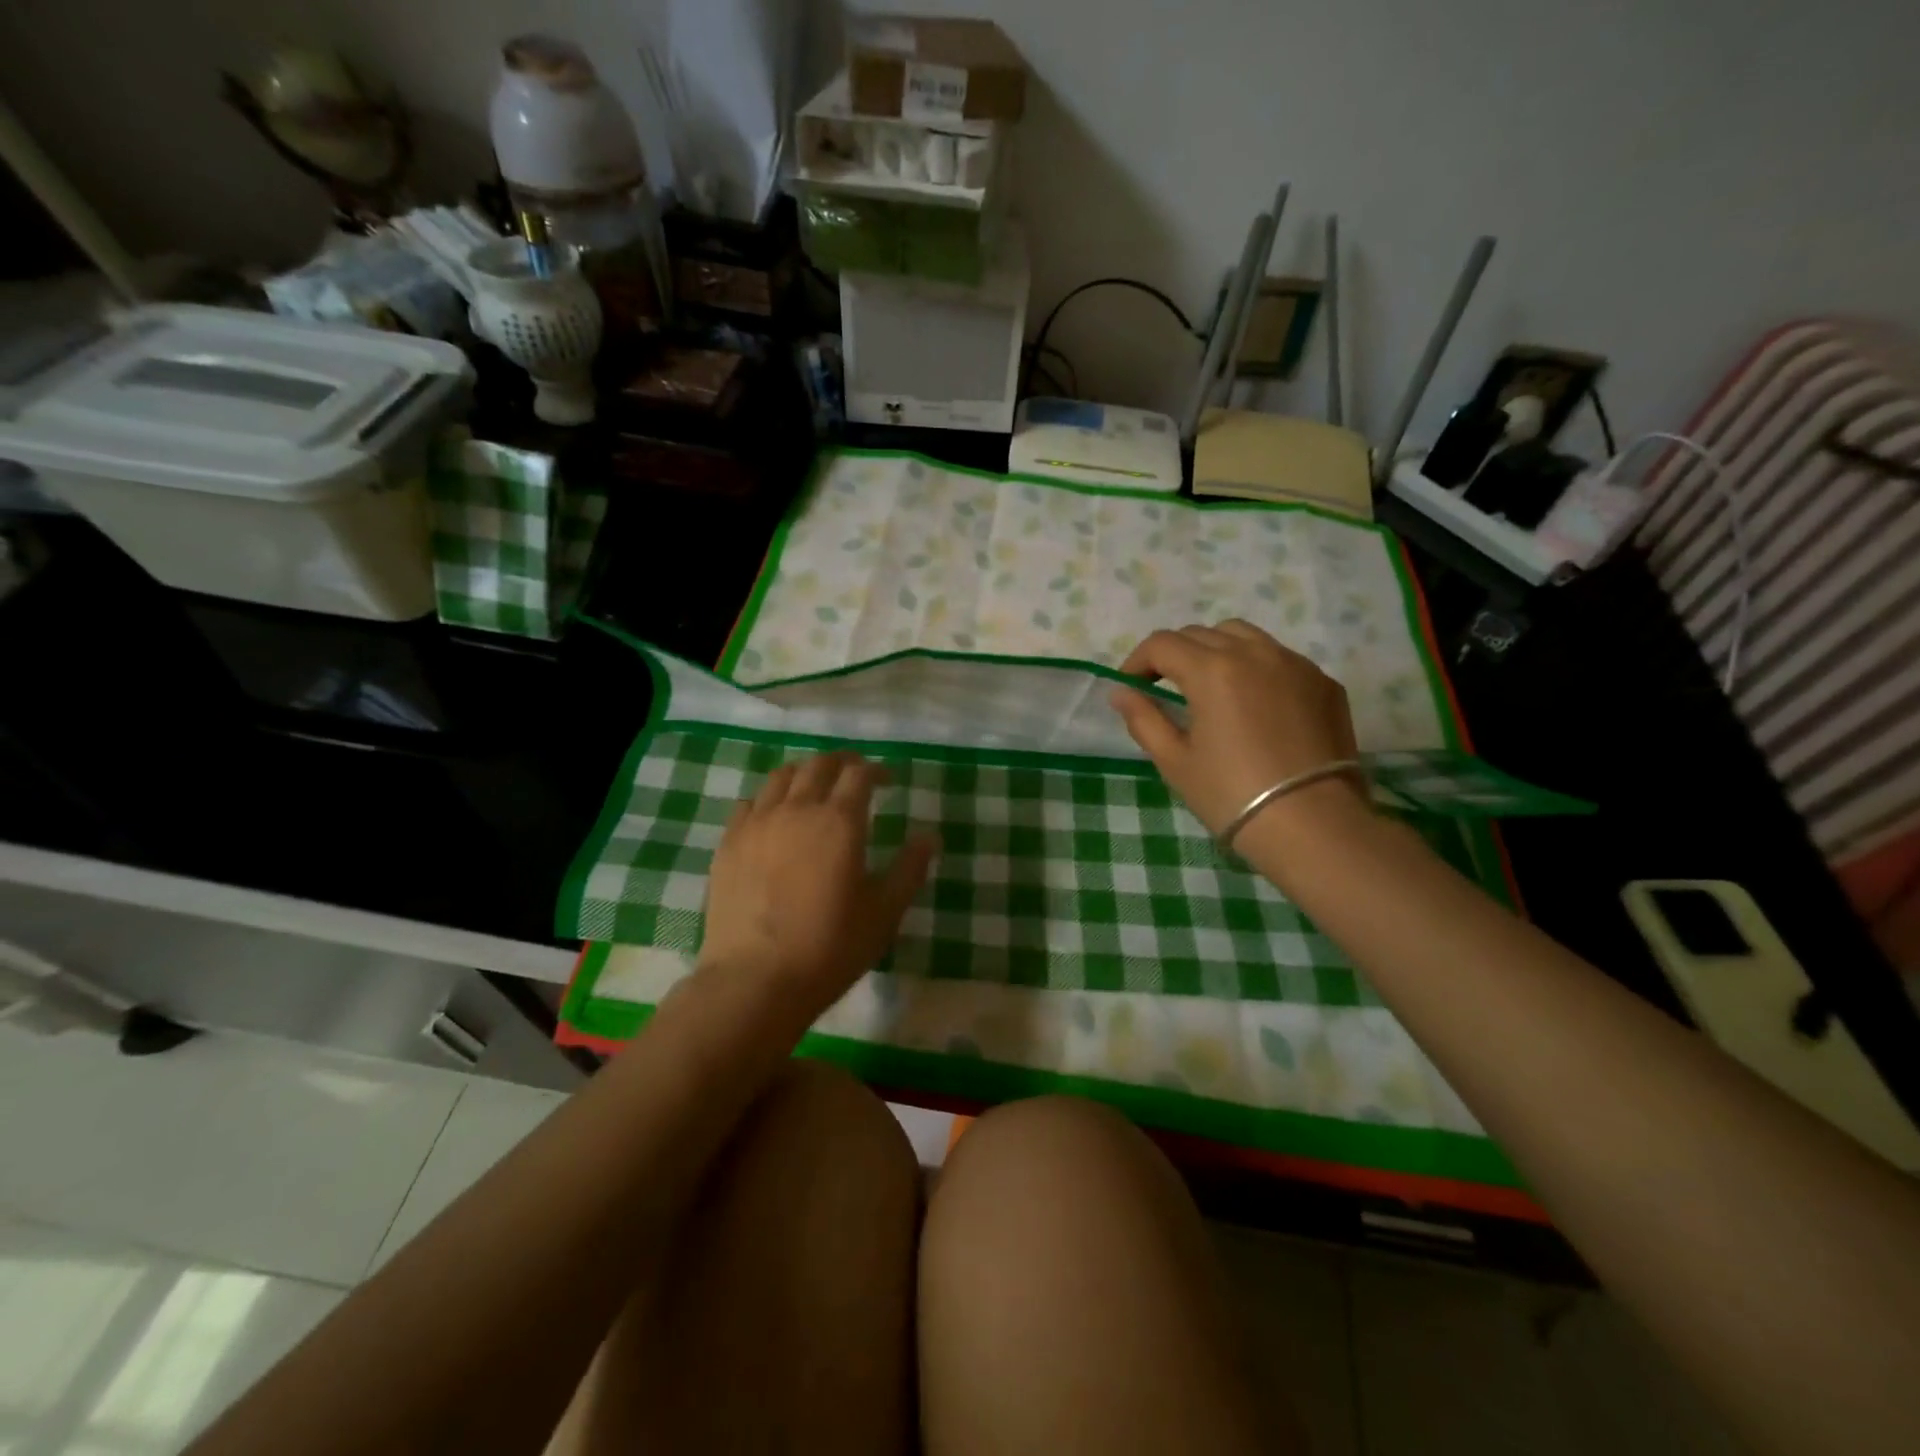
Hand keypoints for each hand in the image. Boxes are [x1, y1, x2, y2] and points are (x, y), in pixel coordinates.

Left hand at [700, 751, 937, 1013]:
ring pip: (781, 776)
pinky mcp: (728, 843)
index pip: (859, 774)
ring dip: (804, 774)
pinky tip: (774, 817)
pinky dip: (768, 799)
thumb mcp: (884, 912)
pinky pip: (749, 803)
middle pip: (819, 765)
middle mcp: (797, 809)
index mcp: (840, 822)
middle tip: (854, 775)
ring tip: (814, 789)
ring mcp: (757, 823)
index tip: (886, 780)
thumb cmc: (830, 947)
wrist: (755, 980)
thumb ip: (910, 868)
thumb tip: (929, 836)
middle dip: (841, 763)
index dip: (876, 770)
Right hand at [1110, 621, 1367, 843]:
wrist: (1313, 827)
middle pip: (1201, 634)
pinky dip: (1255, 668)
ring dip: (1216, 651)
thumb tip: (1121, 692)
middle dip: (1174, 654)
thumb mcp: (1175, 761)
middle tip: (1164, 687)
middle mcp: (1254, 653)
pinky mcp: (1323, 682)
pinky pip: (1279, 659)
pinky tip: (1253, 704)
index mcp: (1212, 670)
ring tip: (1210, 686)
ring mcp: (1295, 664)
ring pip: (1244, 636)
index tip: (1130, 687)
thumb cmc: (1231, 795)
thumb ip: (1143, 718)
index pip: (1162, 644)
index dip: (1137, 661)